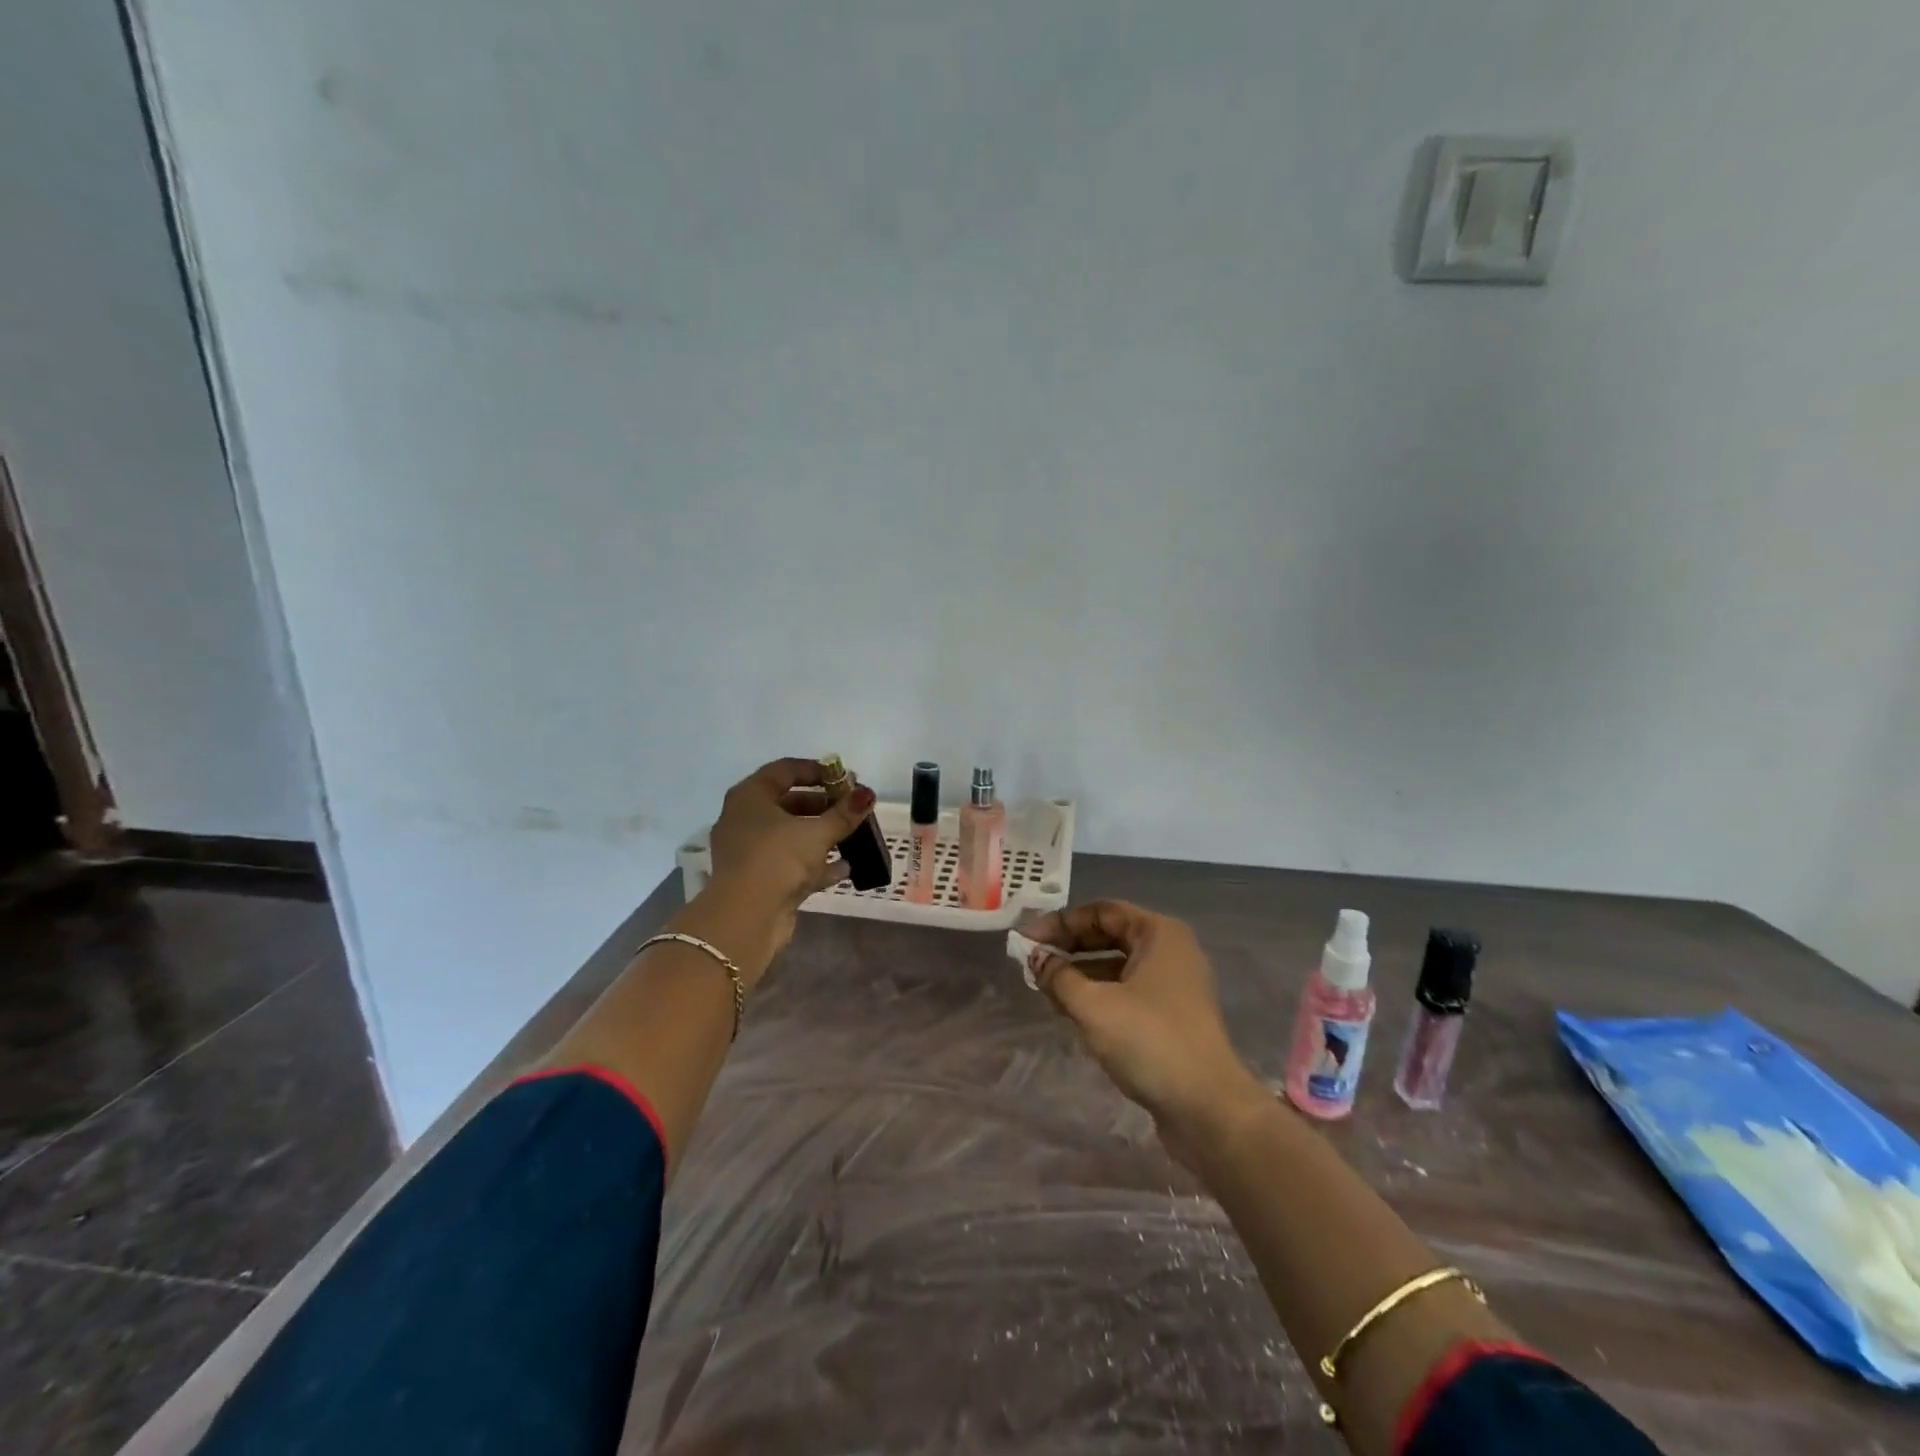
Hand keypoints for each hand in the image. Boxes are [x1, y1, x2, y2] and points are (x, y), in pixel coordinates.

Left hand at [692, 757, 873, 981]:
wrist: (746, 918)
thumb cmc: (778, 859)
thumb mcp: (817, 833)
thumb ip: (844, 813)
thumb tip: (868, 794)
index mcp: (750, 797)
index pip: (785, 770)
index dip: (817, 770)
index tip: (845, 778)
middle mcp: (744, 819)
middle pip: (788, 803)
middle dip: (823, 805)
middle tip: (852, 807)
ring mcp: (750, 852)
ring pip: (790, 835)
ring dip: (820, 835)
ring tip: (853, 835)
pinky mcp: (759, 879)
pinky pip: (790, 863)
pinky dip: (815, 863)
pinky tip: (844, 868)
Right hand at [1025, 900, 1269, 1147]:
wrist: (1207, 1109)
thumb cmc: (1149, 1041)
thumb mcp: (1094, 1005)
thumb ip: (1058, 976)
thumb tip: (1035, 957)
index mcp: (1159, 933)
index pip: (1102, 912)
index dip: (1061, 922)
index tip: (1028, 940)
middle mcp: (1170, 951)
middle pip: (1110, 936)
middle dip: (1069, 948)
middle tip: (1032, 962)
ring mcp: (1174, 985)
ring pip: (1118, 966)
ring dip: (1081, 973)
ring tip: (1044, 988)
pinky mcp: (1172, 1016)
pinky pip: (1128, 991)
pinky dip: (1099, 995)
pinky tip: (1071, 1011)